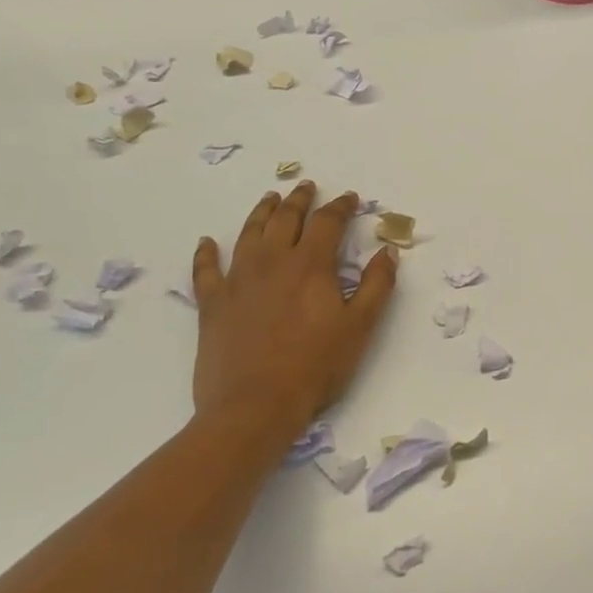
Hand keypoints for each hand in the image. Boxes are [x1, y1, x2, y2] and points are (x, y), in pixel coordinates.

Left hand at [190, 184, 396, 448]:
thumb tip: (387, 252)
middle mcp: (272, 263)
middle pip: (286, 219)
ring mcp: (238, 281)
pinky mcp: (212, 305)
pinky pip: (206, 271)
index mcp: (310, 266)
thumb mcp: (360, 327)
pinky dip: (206, 254)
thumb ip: (377, 286)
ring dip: (261, 212)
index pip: (327, 223)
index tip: (350, 198)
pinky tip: (207, 243)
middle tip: (306, 186)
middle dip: (299, 200)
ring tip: (270, 198)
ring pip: (249, 234)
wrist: (254, 406)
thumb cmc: (315, 367)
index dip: (340, 207)